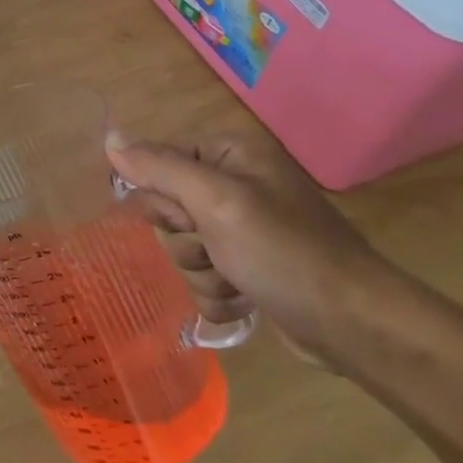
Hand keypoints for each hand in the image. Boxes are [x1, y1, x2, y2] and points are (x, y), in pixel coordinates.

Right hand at [106, 130, 388, 369]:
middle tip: (215, 248)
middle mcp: (235, 185)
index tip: (186, 217)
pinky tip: (244, 300)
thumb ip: (159, 167)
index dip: (162, 196)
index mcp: (231, 155)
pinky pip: (202, 276)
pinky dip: (217, 293)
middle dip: (184, 239)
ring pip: (181, 248)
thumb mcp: (215, 201)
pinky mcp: (248, 268)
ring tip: (237, 280)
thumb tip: (109, 138)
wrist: (353, 324)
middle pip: (167, 209)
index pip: (159, 162)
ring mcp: (242, 230)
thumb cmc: (283, 252)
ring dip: (201, 272)